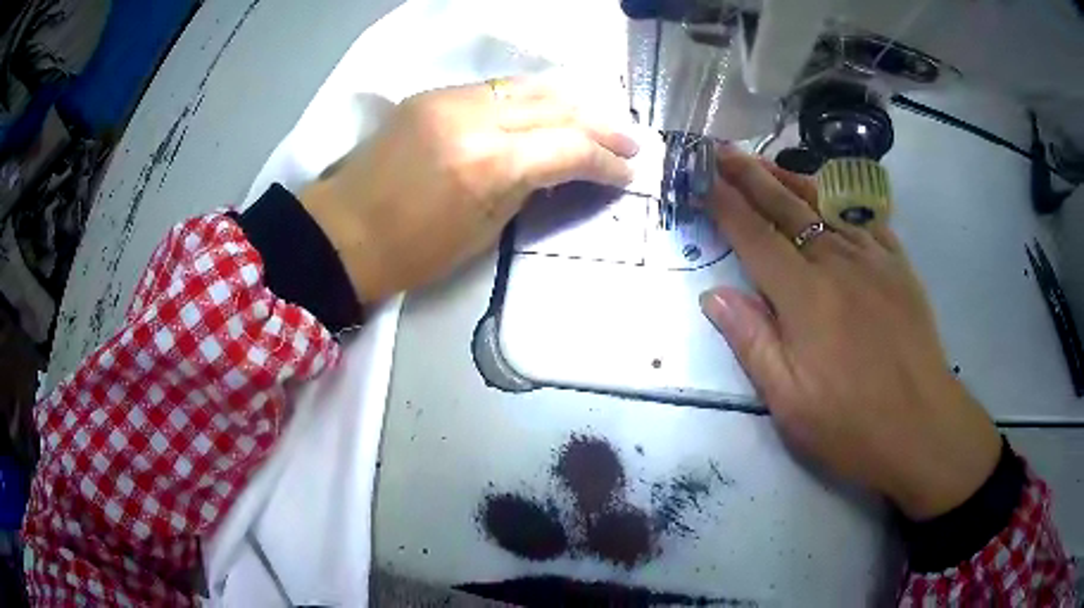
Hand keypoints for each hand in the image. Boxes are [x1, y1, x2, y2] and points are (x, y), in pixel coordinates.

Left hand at [299, 77, 637, 301]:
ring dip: (570, 103)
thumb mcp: (483, 233)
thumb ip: (526, 188)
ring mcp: (450, 99)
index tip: (627, 173)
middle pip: (557, 107)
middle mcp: (474, 119)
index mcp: (489, 165)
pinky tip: (546, 111)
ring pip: (528, 87)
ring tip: (597, 121)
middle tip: (628, 142)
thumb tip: (557, 168)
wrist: (341, 231)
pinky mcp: (432, 95)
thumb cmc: (410, 252)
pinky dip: (529, 98)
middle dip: (600, 125)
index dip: (606, 161)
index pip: (569, 148)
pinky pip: (495, 88)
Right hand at [700, 148, 1000, 520]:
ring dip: (791, 181)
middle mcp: (837, 264)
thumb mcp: (789, 401)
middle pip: (787, 209)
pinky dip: (841, 203)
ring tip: (766, 163)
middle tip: (724, 152)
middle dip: (751, 177)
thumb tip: (713, 294)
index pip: (754, 238)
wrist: (922, 426)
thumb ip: (752, 342)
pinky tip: (831, 197)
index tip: (702, 178)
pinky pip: (866, 221)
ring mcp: (873, 260)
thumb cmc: (851, 424)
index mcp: (805, 297)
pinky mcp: (898, 267)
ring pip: (825, 207)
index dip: (725, 205)